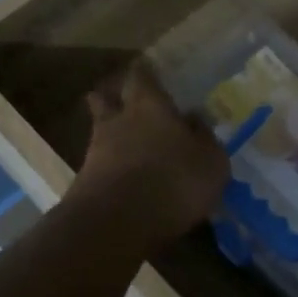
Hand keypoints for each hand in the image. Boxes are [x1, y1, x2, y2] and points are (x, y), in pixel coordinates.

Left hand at [69, 63, 228, 250]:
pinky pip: (100, 164)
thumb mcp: (211, 161)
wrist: (117, 223)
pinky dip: (111, 167)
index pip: (143, 76)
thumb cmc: (174, 180)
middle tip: (126, 103)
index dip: (147, 74)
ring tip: (129, 146)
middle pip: (107, 98)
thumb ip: (205, 138)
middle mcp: (118, 120)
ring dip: (112, 136)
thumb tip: (196, 120)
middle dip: (114, 98)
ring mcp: (96, 150)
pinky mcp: (86, 181)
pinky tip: (125, 178)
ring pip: (101, 131)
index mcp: (150, 105)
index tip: (152, 73)